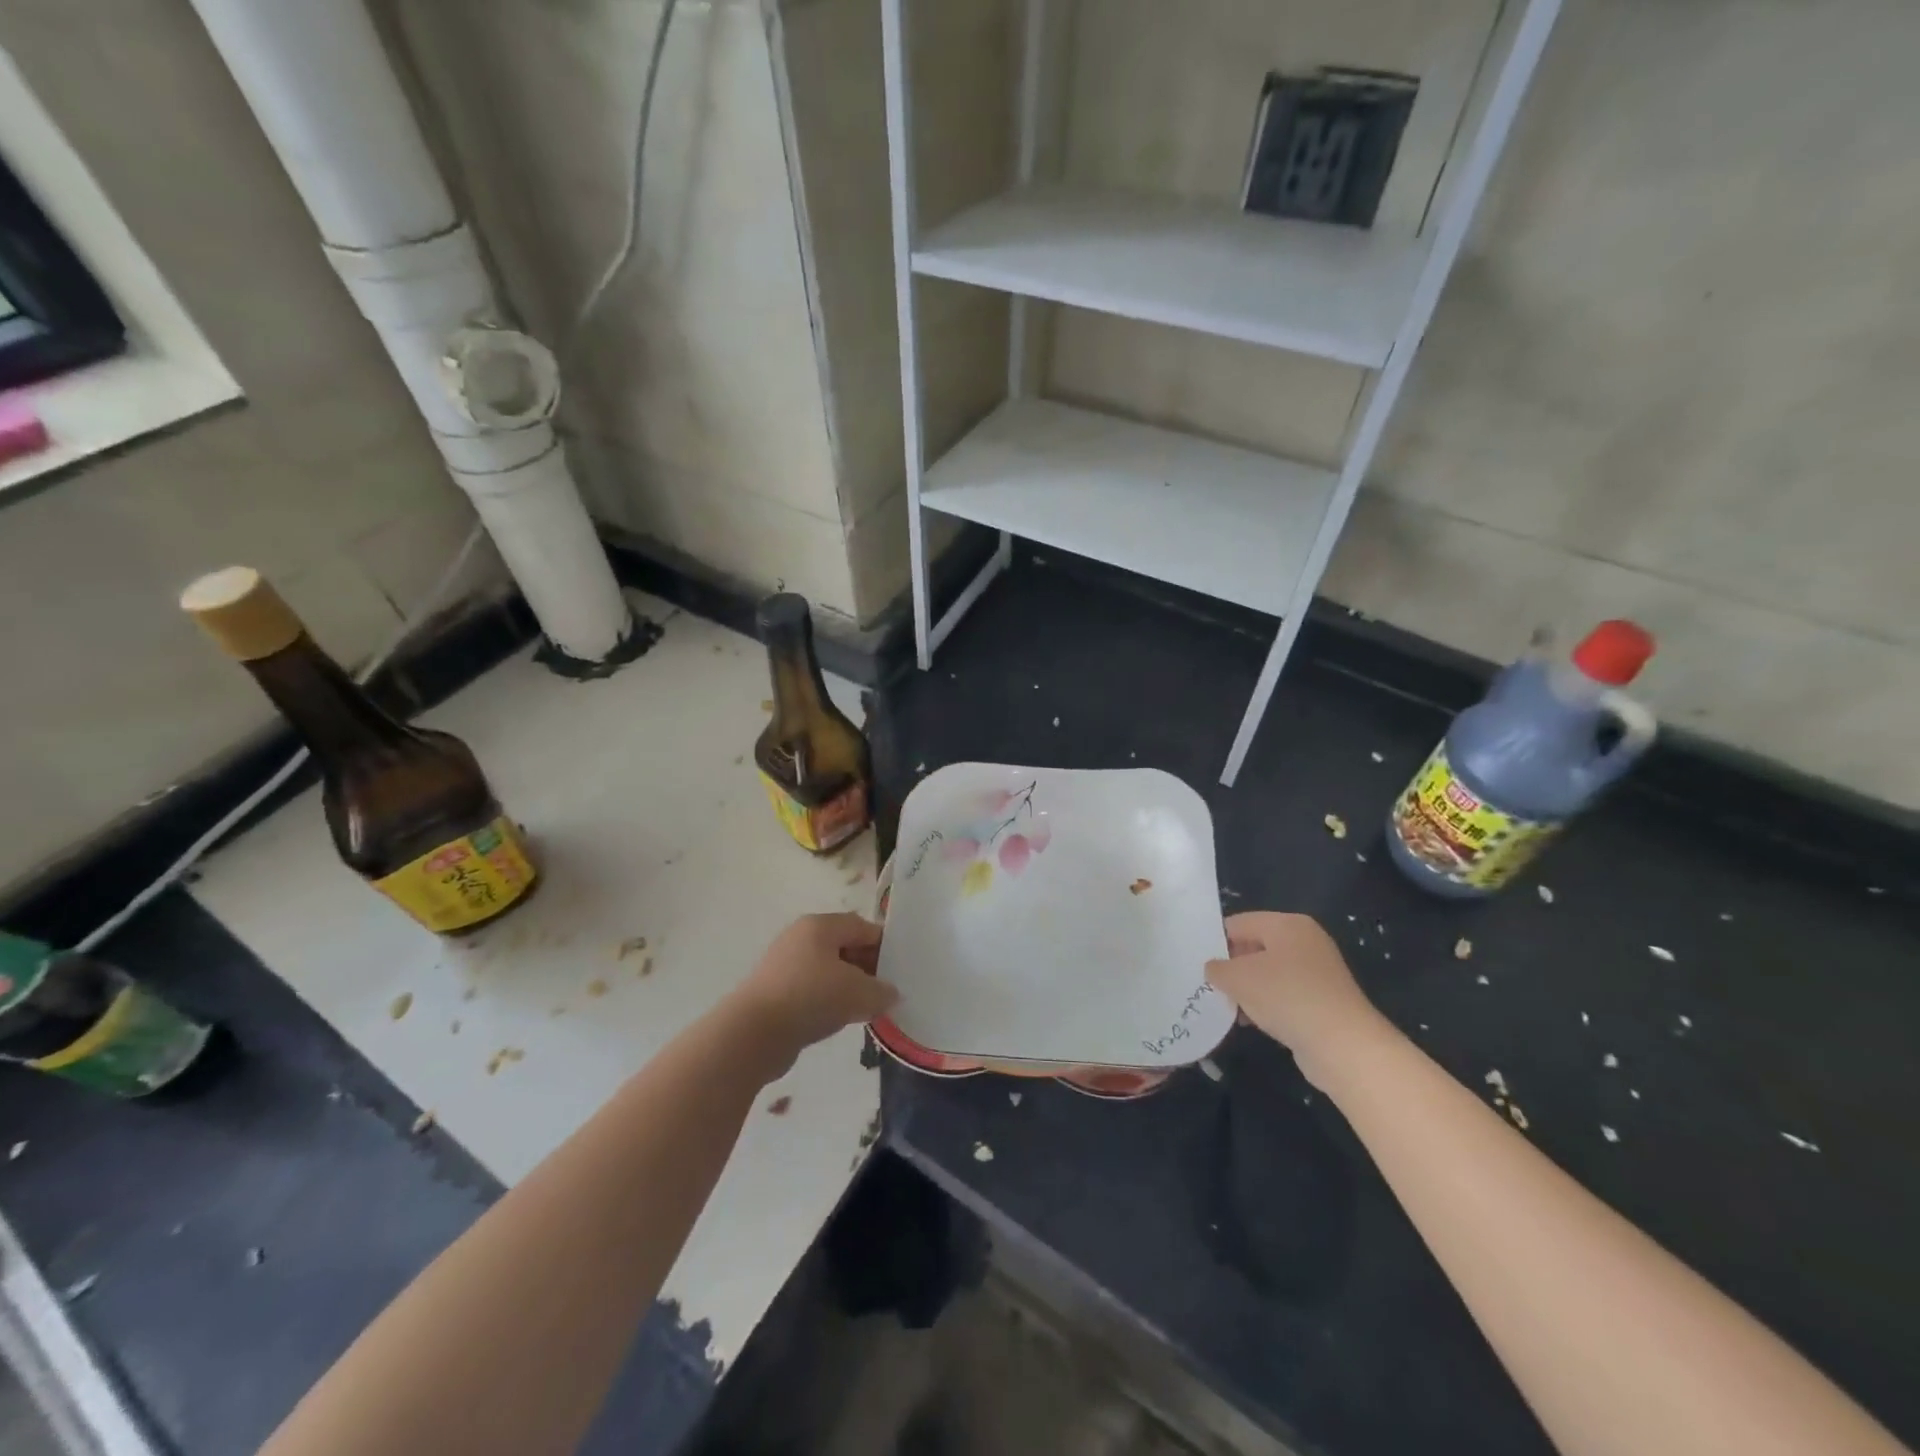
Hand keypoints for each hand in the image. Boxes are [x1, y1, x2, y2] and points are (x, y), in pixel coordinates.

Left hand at [727, 913, 898, 1076]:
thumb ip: (882, 991)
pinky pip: (811, 990)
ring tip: (864, 1009)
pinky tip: (837, 1020)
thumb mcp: (859, 993)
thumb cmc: (810, 998)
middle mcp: (800, 937)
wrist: (753, 1033)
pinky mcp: (774, 991)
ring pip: (828, 970)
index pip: (862, 926)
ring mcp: (784, 964)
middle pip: (844, 946)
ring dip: (848, 987)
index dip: (884, 946)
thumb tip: (890, 994)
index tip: (900, 970)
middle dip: (867, 968)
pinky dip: (827, 1001)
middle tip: (885, 992)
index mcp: (820, 925)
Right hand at [1206, 911, 1383, 1086]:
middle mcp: (1305, 941)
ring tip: (1228, 1008)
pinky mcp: (1323, 1001)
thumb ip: (1217, 968)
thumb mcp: (1238, 978)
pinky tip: (1251, 1022)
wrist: (1343, 1045)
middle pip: (1255, 947)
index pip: (1239, 923)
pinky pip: (1284, 995)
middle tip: (1209, 986)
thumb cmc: (1286, 996)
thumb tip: (1214, 969)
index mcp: (1287, 924)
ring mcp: (1318, 972)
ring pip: (1268, 974)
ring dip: (1247, 990)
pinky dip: (1266, 1005)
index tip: (1197, 963)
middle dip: (1232, 968)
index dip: (1215, 942)